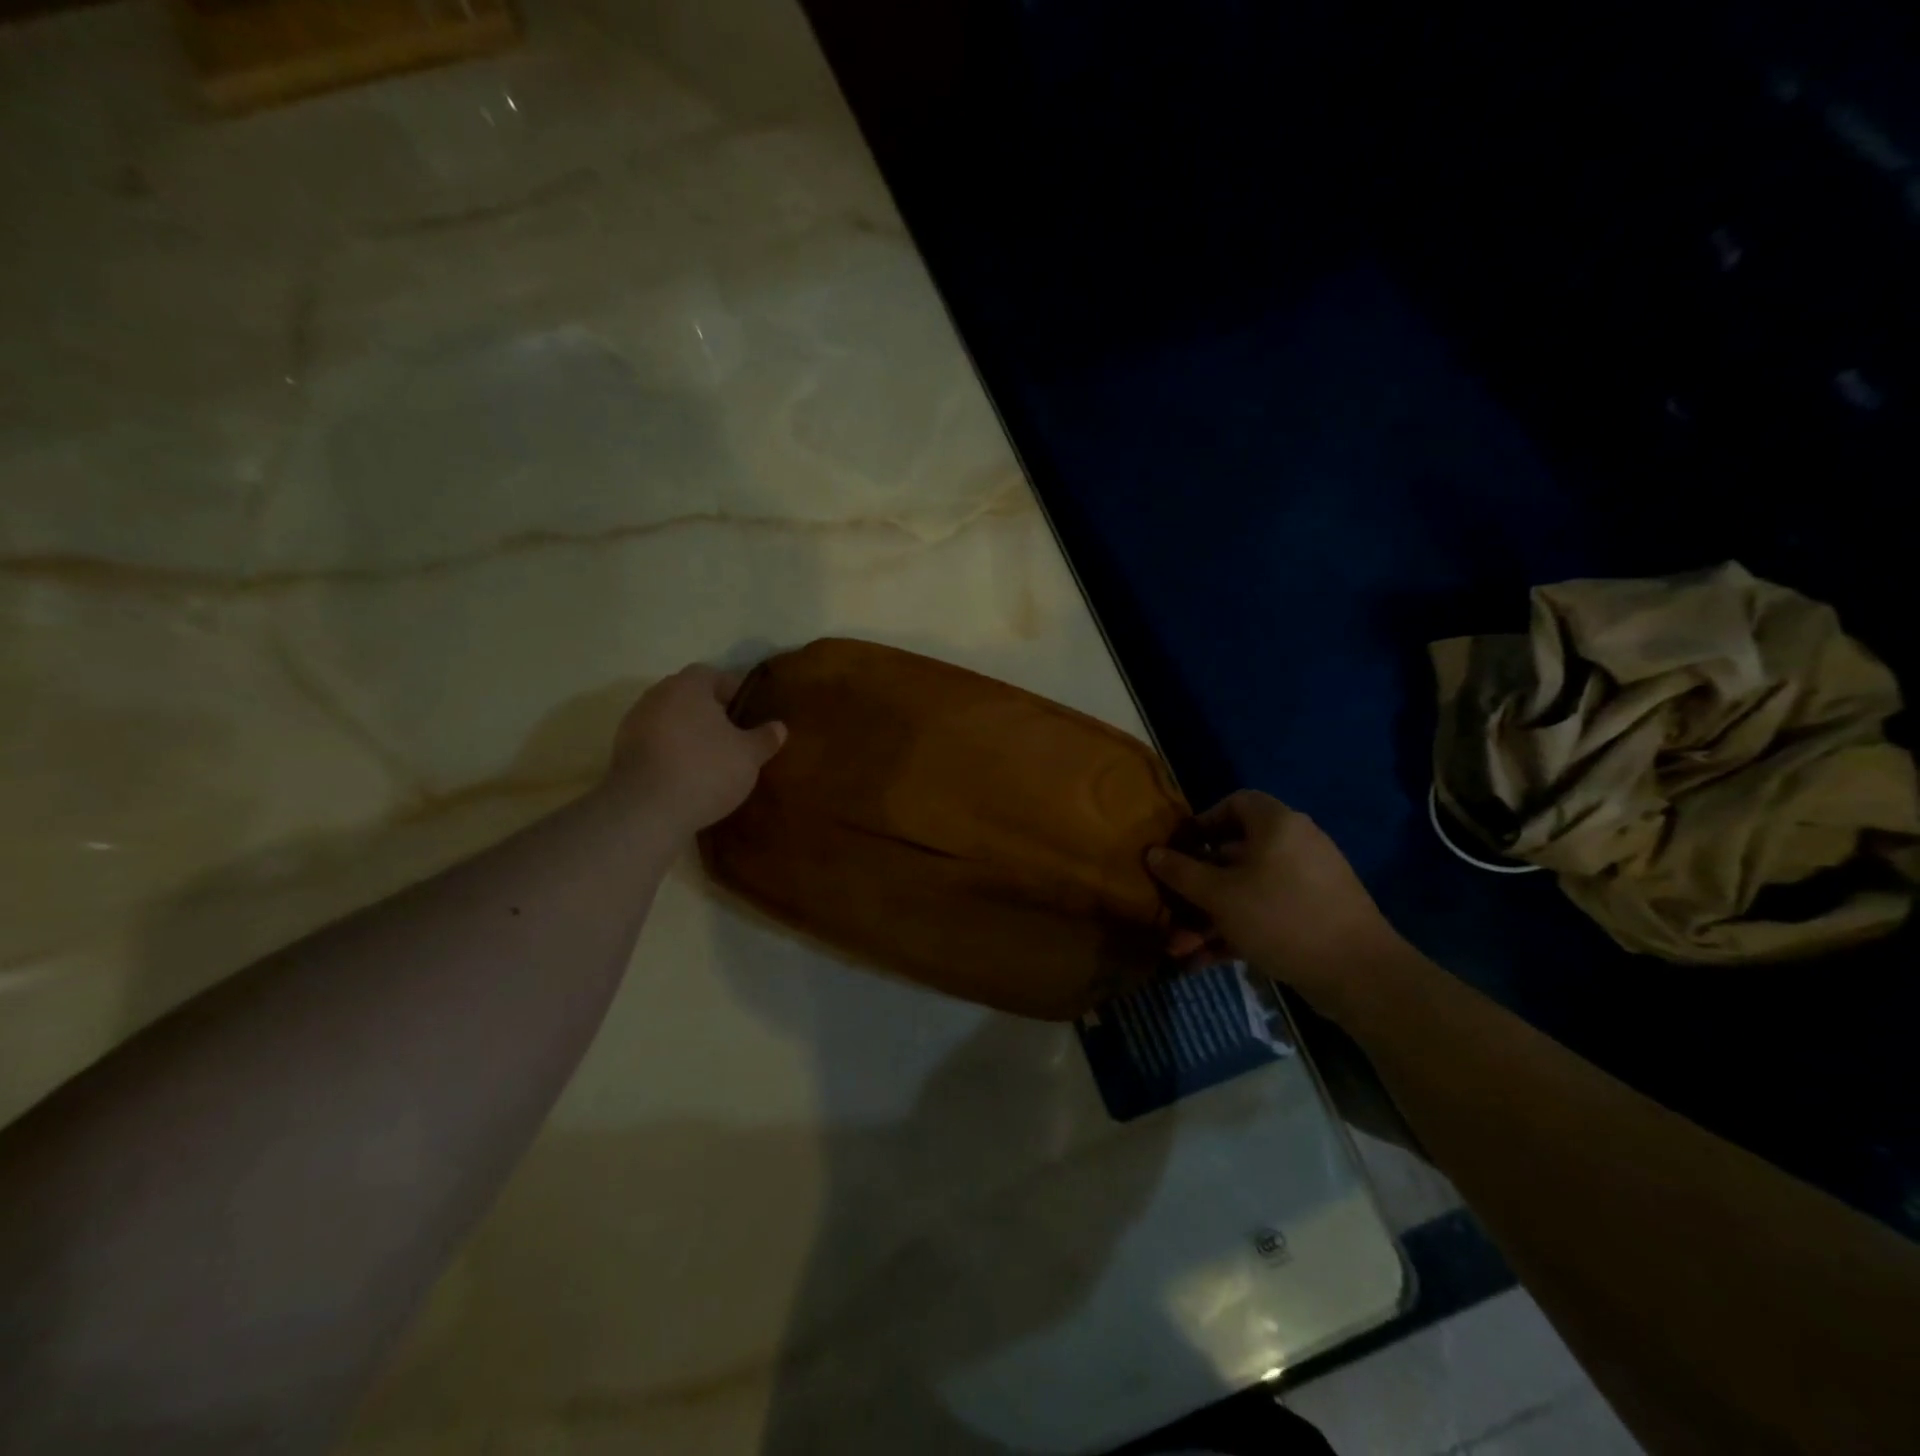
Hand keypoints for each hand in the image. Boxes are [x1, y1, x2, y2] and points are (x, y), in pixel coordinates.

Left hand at [606, 665, 786, 837]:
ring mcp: (634, 724)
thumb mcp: (749, 756)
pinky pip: (655, 744)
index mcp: (688, 686)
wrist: (645, 810)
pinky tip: (687, 775)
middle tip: (733, 736)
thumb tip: (778, 727)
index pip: (714, 675)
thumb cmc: (705, 770)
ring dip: (688, 733)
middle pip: (688, 696)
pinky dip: (671, 753)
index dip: (733, 691)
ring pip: (670, 720)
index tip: (748, 713)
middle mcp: (657, 695)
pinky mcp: (622, 753)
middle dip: (710, 712)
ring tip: (711, 759)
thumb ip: (764, 738)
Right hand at [1146, 790, 1401, 1023]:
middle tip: (1170, 908)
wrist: (1360, 973)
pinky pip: (1265, 914)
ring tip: (1180, 949)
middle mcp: (1294, 845)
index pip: (1236, 803)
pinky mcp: (1313, 916)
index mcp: (1276, 825)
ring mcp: (1306, 883)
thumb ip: (1181, 872)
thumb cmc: (1281, 917)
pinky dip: (1236, 932)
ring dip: (1209, 918)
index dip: (1203, 821)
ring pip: (1246, 891)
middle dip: (1196, 887)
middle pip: (1234, 855)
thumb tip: (1152, 852)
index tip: (1179, 848)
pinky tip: (1205, 962)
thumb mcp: (1219, 895)